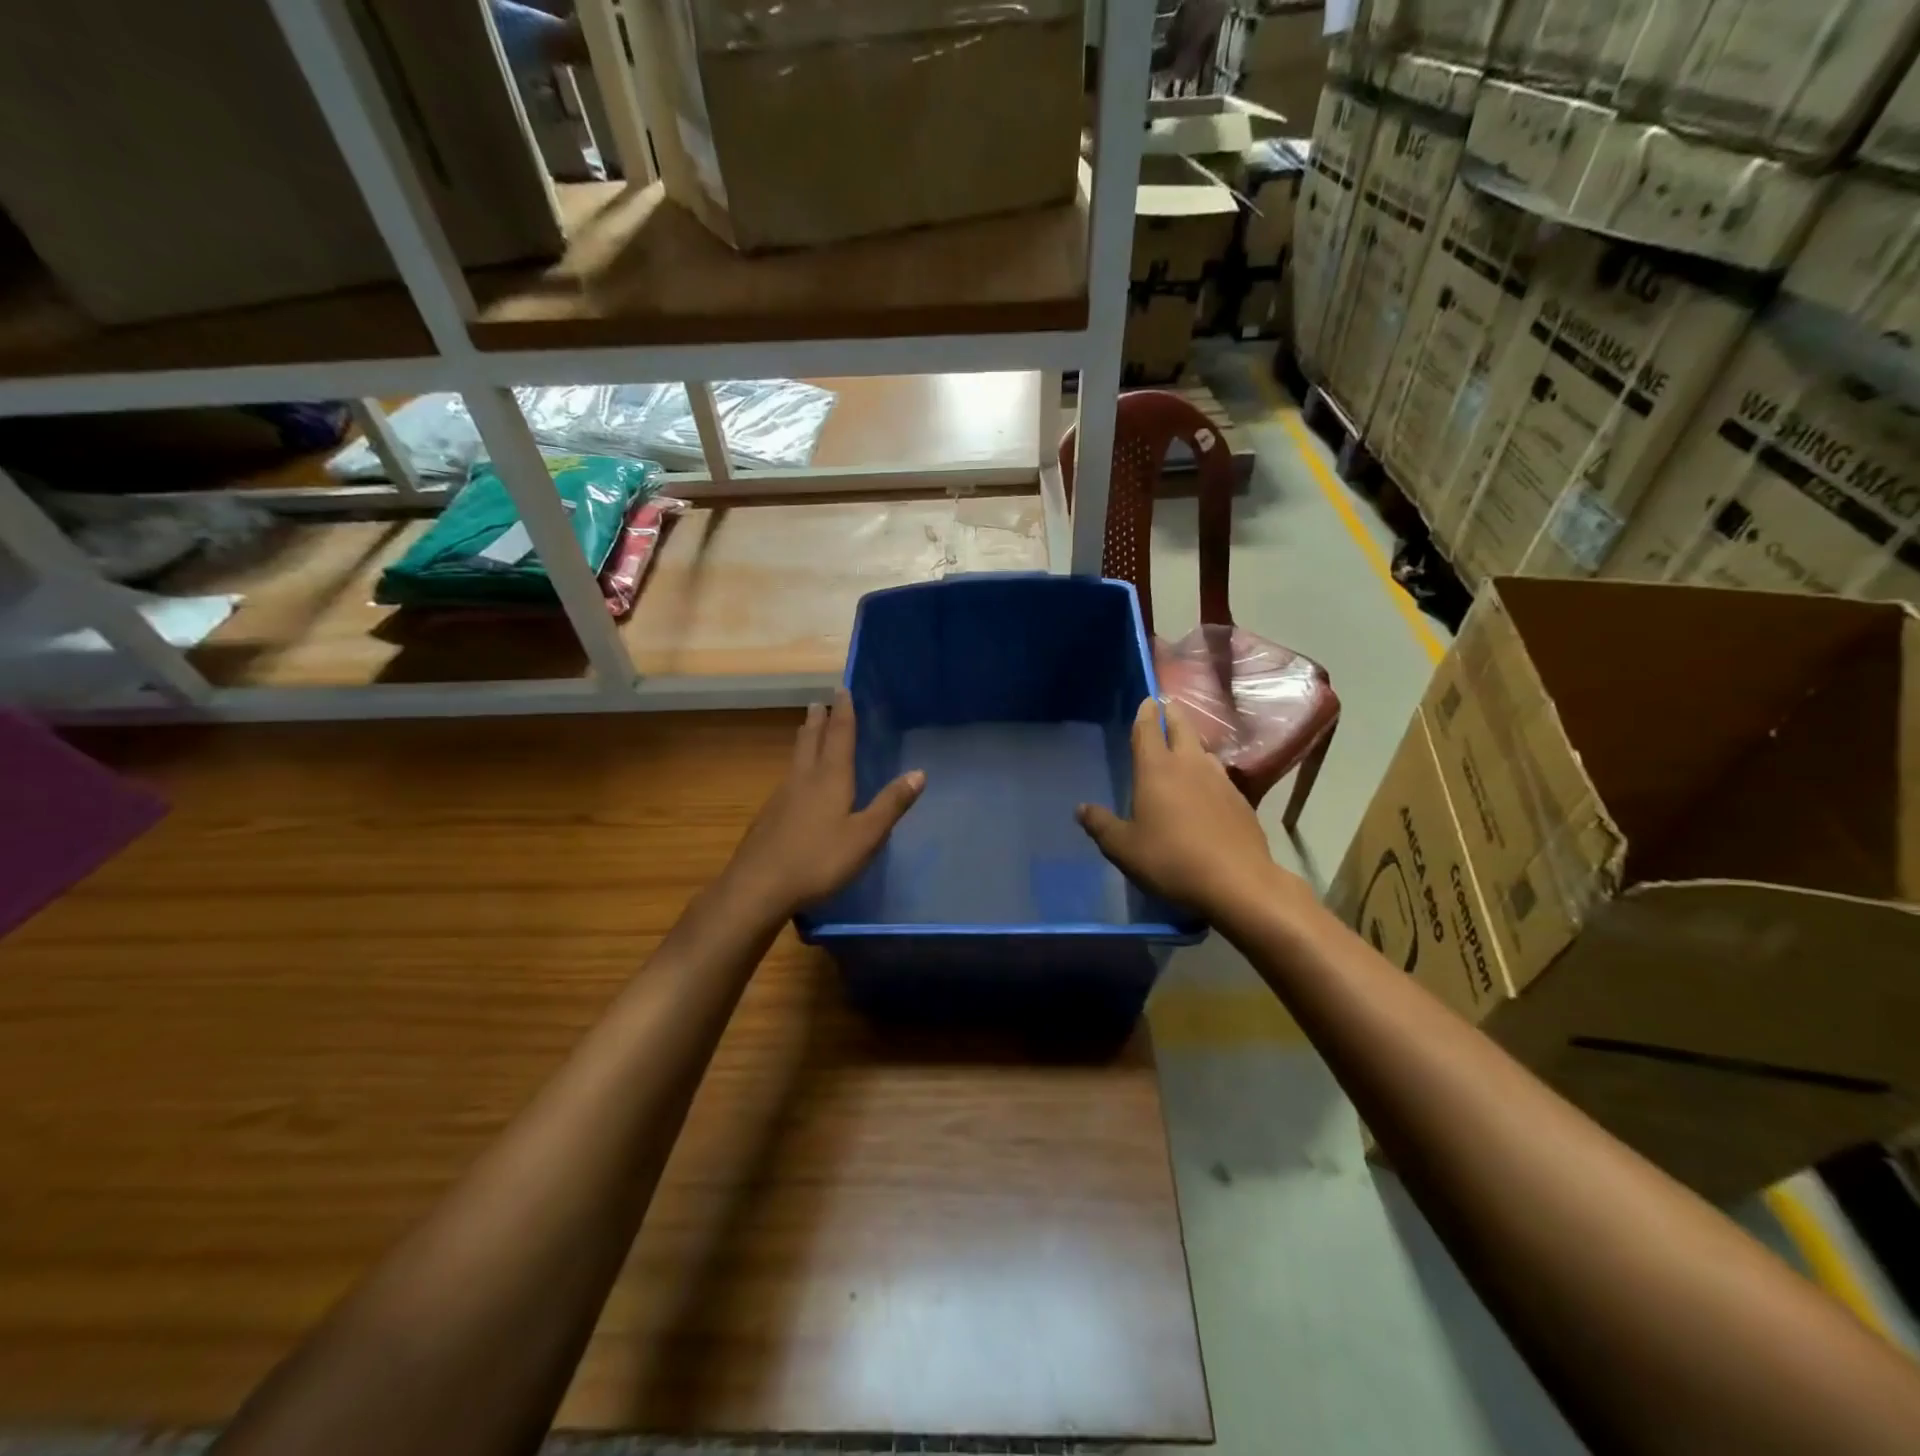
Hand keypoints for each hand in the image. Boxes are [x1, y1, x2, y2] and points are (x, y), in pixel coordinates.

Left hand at [725, 689, 924, 914]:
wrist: (758, 887)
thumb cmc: (819, 860)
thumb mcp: (865, 836)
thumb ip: (891, 804)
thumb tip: (919, 772)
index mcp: (830, 778)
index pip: (840, 736)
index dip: (844, 712)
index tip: (842, 689)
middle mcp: (804, 779)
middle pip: (811, 741)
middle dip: (818, 721)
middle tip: (819, 702)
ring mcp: (781, 798)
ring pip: (796, 759)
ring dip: (804, 740)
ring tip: (807, 730)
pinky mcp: (768, 817)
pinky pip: (787, 780)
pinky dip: (796, 768)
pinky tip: (795, 784)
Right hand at [1078, 698, 1300, 920]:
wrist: (1237, 882)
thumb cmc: (1170, 860)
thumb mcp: (1124, 848)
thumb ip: (1101, 825)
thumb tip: (1081, 809)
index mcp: (1156, 769)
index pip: (1148, 729)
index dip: (1145, 713)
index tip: (1147, 700)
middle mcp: (1189, 765)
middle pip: (1182, 728)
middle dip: (1172, 714)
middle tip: (1167, 706)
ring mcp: (1219, 780)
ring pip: (1203, 750)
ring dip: (1192, 742)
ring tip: (1185, 745)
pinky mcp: (1240, 800)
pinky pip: (1219, 775)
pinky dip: (1208, 771)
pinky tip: (1207, 786)